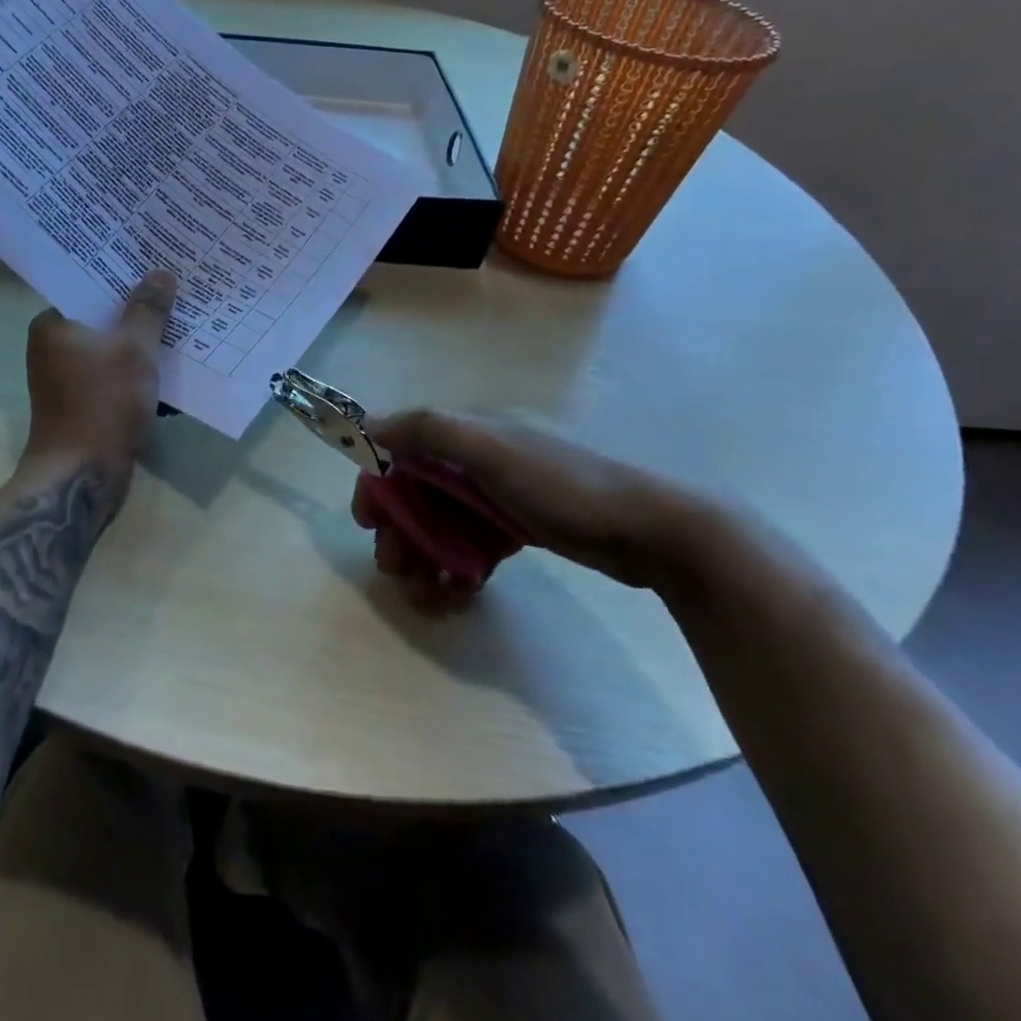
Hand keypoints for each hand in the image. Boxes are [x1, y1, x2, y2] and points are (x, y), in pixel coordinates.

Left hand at [20, 270, 176, 507]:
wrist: (82, 475)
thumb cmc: (103, 402)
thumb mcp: (133, 349)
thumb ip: (148, 310)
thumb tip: (160, 273)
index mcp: (52, 325)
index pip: (88, 287)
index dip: (123, 277)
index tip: (155, 266)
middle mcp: (52, 348)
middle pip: (102, 319)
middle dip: (138, 311)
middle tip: (176, 291)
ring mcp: (66, 379)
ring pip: (111, 350)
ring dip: (140, 343)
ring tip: (180, 324)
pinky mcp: (83, 405)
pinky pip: (113, 376)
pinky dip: (136, 371)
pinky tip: (169, 366)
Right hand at [355, 409, 727, 603]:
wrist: (655, 530)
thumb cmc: (564, 486)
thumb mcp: (492, 449)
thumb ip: (429, 430)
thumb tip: (368, 422)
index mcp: (469, 433)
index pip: (403, 450)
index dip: (379, 483)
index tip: (366, 523)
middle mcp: (479, 458)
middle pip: (419, 493)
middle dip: (401, 531)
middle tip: (396, 571)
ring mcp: (501, 495)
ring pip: (444, 523)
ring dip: (427, 556)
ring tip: (426, 597)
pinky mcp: (521, 528)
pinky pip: (474, 545)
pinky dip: (459, 567)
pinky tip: (458, 595)